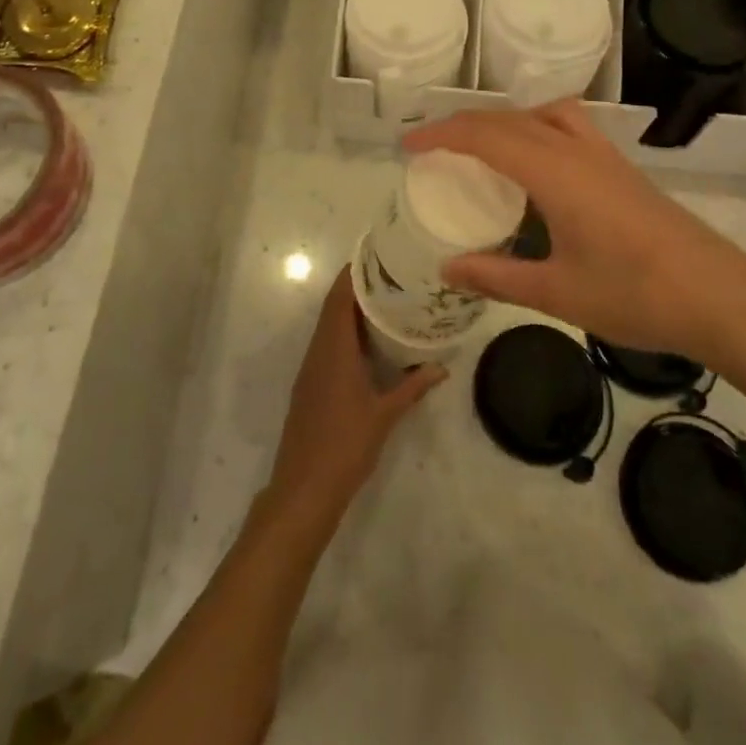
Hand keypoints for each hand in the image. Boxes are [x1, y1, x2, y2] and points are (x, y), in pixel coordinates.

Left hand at [266, 266, 444, 528]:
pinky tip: (367, 340)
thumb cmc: (345, 446)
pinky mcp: (310, 384)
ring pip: (329, 326)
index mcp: (334, 349)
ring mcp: (311, 368)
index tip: (376, 255)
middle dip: (356, 287)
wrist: (303, 488)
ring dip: (351, 310)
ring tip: (384, 300)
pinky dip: (345, 332)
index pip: (340, 298)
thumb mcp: (385, 415)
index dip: (353, 273)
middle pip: (334, 307)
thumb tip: (441, 366)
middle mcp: (318, 350)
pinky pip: (327, 344)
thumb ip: (412, 387)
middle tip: (389, 275)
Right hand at [403, 102, 745, 379]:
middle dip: (464, 125)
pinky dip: (537, 127)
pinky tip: (538, 165)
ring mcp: (606, 157)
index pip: (485, 136)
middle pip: (510, 119)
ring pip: (544, 114)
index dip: (441, 135)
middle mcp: (578, 151)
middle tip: (432, 148)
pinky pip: (569, 126)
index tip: (408, 146)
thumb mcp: (558, 292)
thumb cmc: (637, 296)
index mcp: (555, 173)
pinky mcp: (623, 169)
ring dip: (505, 120)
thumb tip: (447, 268)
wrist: (724, 299)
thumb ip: (497, 277)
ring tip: (483, 147)